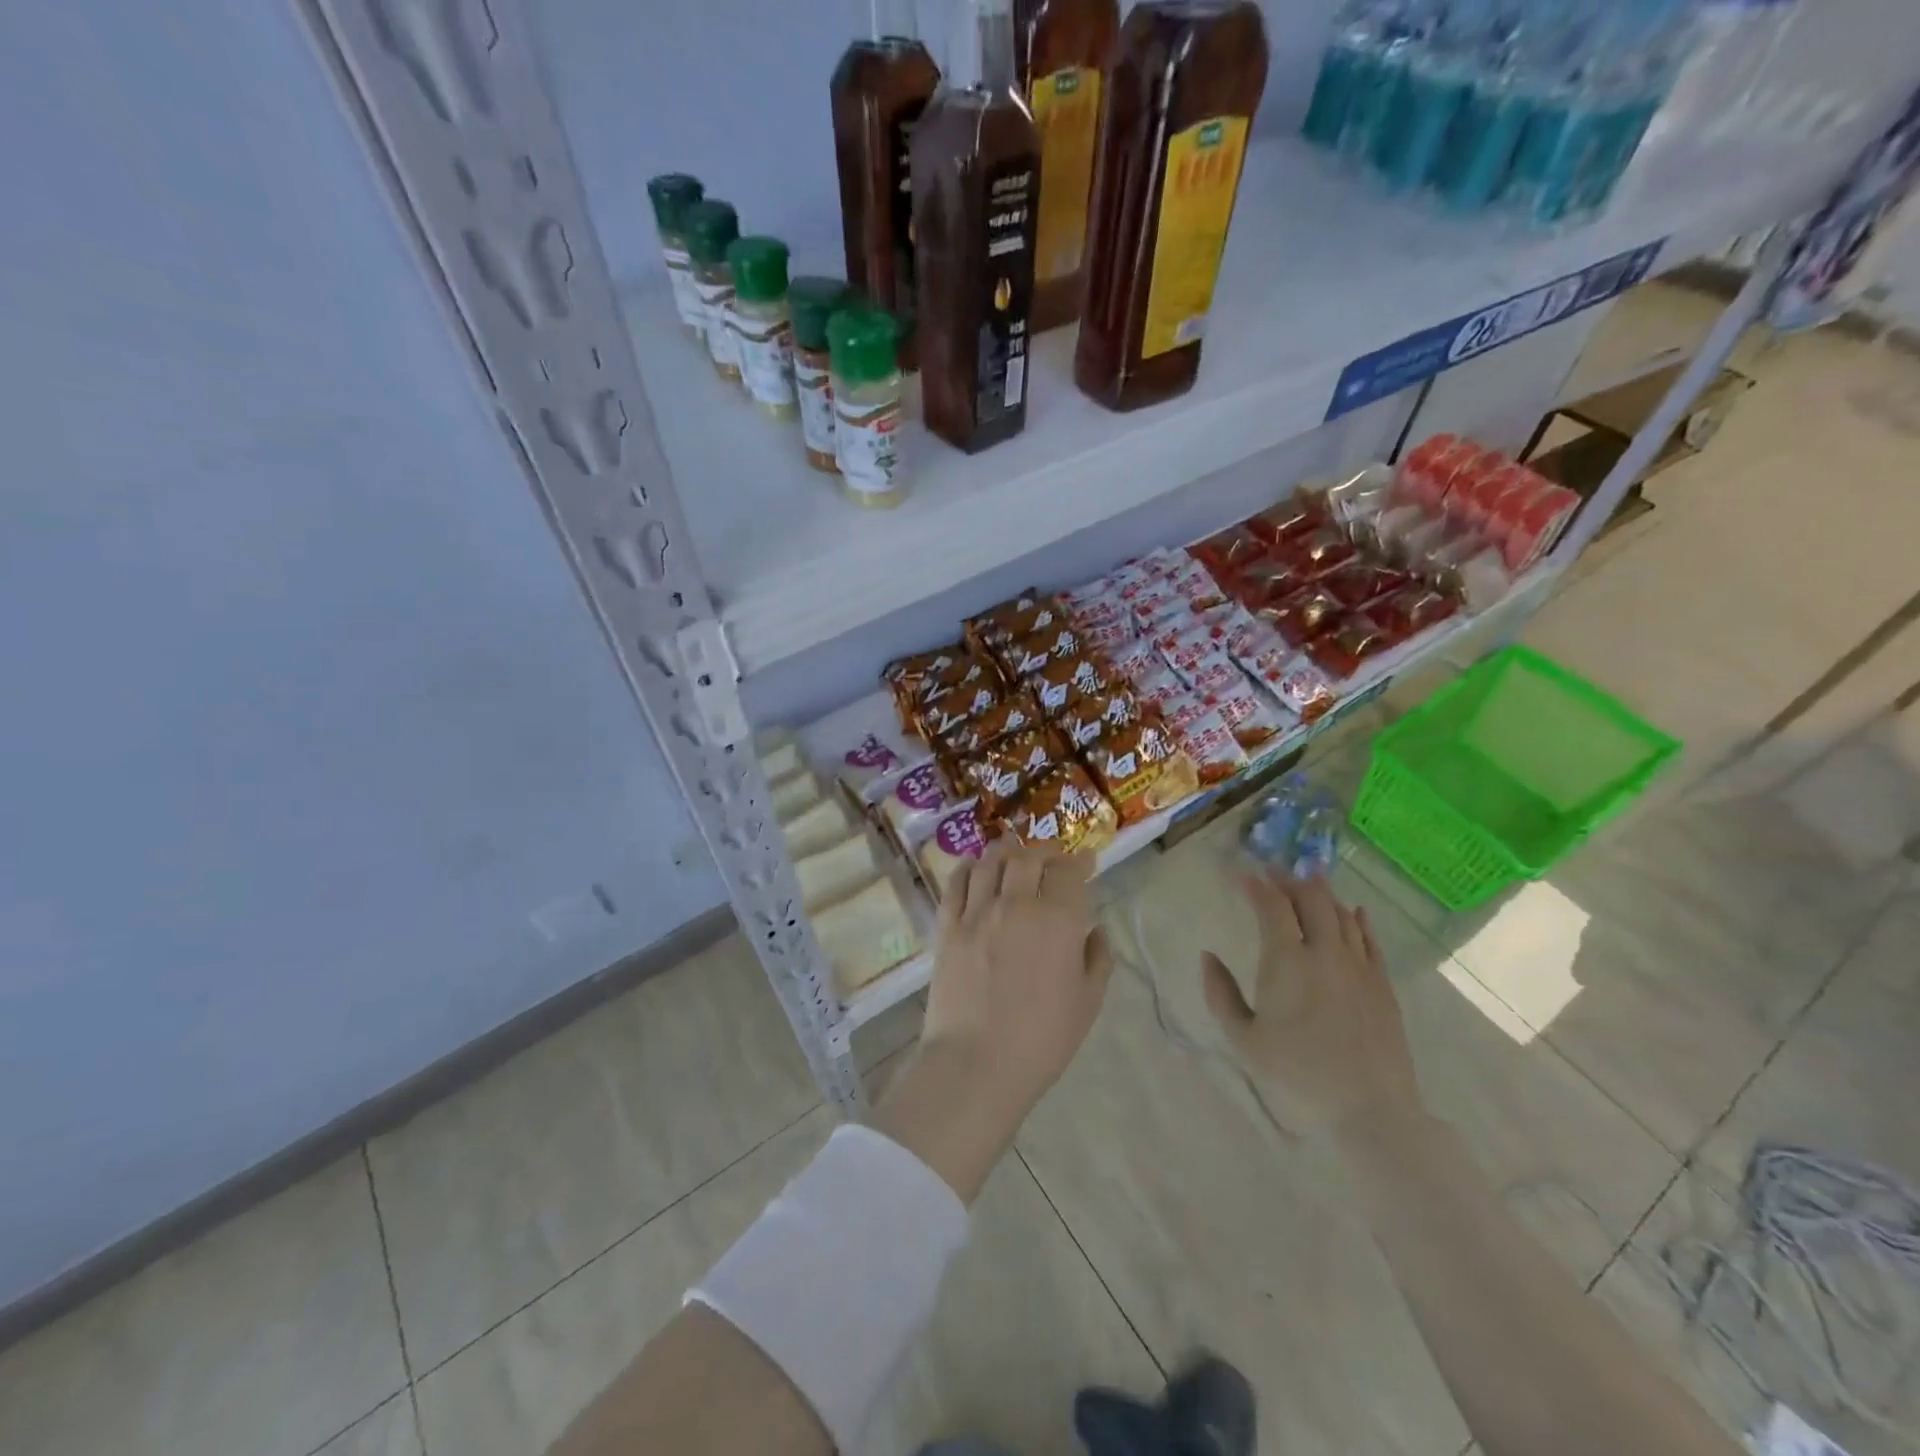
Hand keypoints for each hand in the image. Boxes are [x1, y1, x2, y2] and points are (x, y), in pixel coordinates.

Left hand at [923, 840, 1112, 1114]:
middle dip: (1044, 851)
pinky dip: (968, 868)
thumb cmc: (1041, 1039)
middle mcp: (1016, 904)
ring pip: (990, 862)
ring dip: (1006, 852)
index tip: (1087, 861)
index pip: (1069, 871)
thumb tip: (1094, 930)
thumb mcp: (1087, 1002)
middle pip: (1028, 857)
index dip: (1080, 861)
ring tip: (1014, 854)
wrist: (976, 1063)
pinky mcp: (947, 926)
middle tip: (1052, 857)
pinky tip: (974, 867)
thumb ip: (1097, 958)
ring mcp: (977, 912)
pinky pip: (955, 883)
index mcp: (1057, 920)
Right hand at [1202, 869, 1421, 1139]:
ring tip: (1308, 884)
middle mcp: (1325, 952)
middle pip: (1312, 899)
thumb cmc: (1298, 1075)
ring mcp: (1359, 966)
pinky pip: (1371, 939)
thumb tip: (1207, 956)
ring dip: (1322, 894)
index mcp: (1287, 961)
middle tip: (1274, 874)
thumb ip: (1221, 994)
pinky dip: (1358, 919)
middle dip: (1290, 881)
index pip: (1272, 907)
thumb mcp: (1244, 1040)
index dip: (1257, 887)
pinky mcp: (1383, 984)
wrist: (1370, 1110)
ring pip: (1342, 914)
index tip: (1243, 877)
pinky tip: (1354, 912)